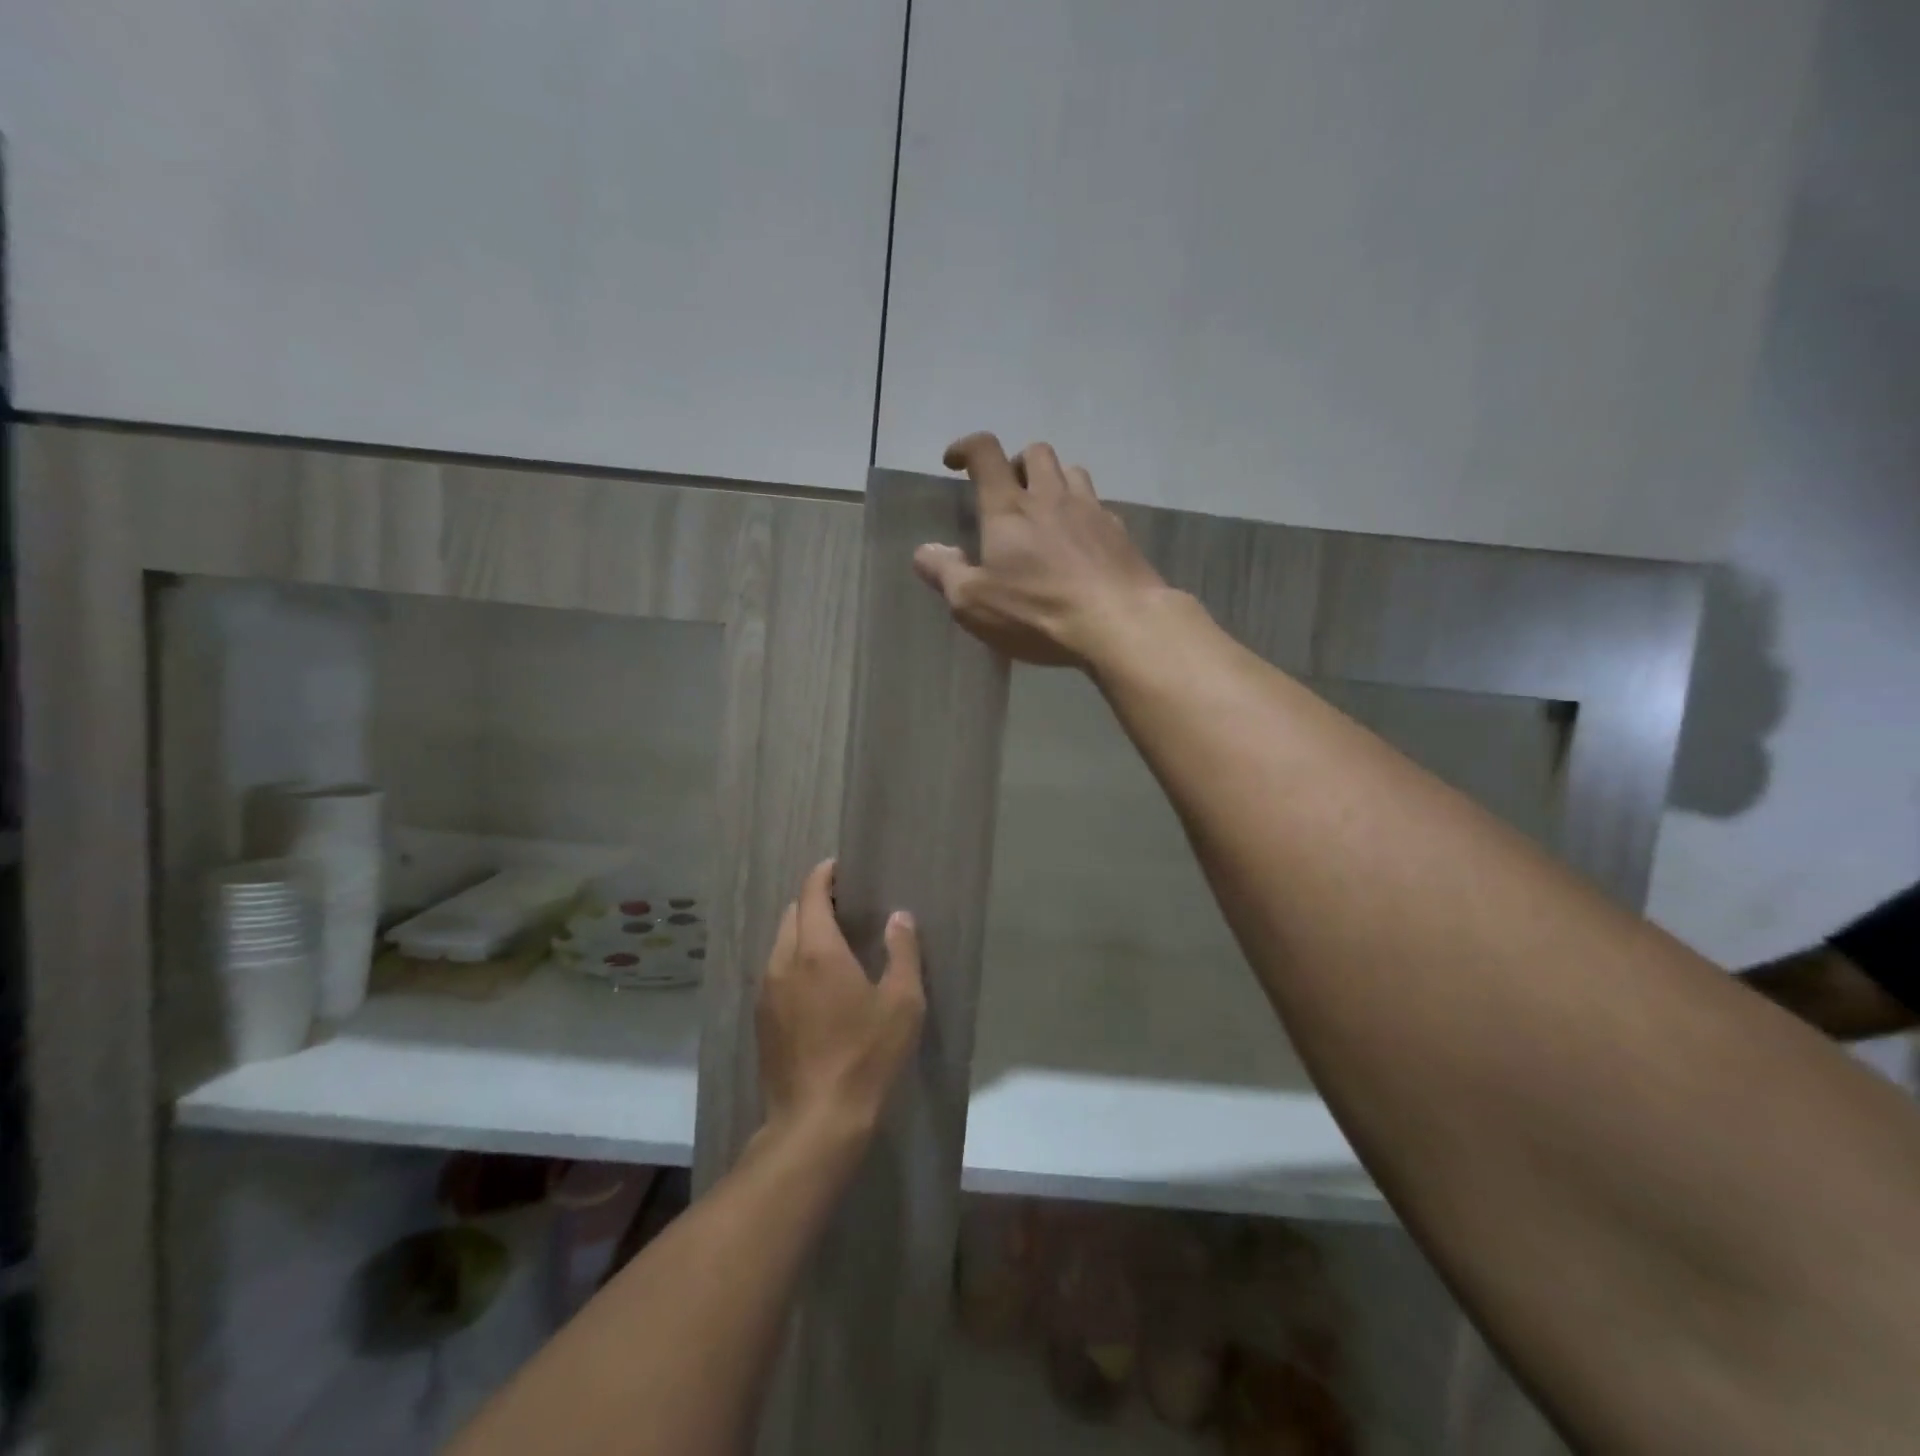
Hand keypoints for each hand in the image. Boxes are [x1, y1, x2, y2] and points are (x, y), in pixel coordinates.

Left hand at [756, 860, 924, 1142]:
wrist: (816, 1122)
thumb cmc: (866, 1056)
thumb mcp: (901, 1003)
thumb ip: (902, 952)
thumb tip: (898, 917)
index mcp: (817, 951)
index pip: (811, 894)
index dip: (824, 875)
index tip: (840, 867)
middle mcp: (783, 962)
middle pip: (792, 915)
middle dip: (814, 902)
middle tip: (845, 906)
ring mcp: (766, 992)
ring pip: (780, 943)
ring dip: (802, 932)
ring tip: (832, 944)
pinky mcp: (761, 1020)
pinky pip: (775, 971)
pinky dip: (793, 960)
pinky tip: (816, 983)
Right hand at [913, 432, 1169, 668]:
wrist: (1119, 623)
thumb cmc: (1038, 613)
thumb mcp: (974, 603)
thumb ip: (945, 572)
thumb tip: (925, 550)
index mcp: (1008, 508)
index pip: (985, 452)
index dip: (966, 448)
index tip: (955, 461)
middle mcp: (1050, 497)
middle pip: (1035, 452)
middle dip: (1016, 463)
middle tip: (1008, 493)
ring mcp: (1091, 511)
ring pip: (1072, 471)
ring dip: (1054, 482)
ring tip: (1045, 512)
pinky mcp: (1120, 532)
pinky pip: (1098, 506)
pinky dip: (1083, 514)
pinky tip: (1080, 544)